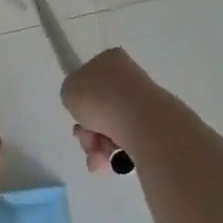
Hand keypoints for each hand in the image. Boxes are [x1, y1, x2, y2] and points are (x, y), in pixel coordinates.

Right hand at [61, 48, 165, 171]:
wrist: (139, 120)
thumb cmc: (100, 97)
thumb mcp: (69, 89)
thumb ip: (72, 94)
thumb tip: (85, 107)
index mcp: (110, 60)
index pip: (90, 79)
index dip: (79, 100)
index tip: (77, 112)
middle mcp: (129, 78)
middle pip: (98, 109)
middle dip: (87, 131)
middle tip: (86, 138)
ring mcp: (144, 104)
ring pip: (109, 130)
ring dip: (96, 147)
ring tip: (98, 156)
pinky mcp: (154, 128)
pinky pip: (125, 145)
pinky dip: (114, 156)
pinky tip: (110, 162)